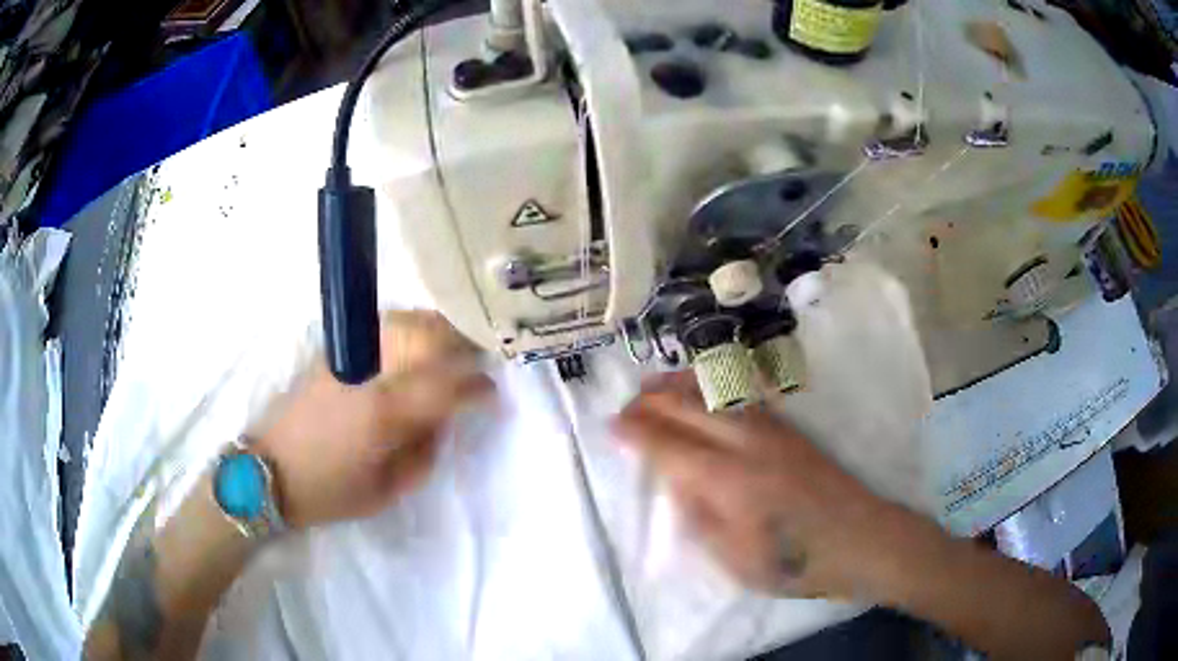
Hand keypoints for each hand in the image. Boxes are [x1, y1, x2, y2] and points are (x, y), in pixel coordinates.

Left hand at [256, 311, 493, 528]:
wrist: (268, 472)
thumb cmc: (328, 491)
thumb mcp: (385, 492)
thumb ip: (421, 455)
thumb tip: (439, 423)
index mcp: (385, 412)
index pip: (445, 386)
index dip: (475, 387)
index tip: (492, 392)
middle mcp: (370, 374)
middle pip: (427, 337)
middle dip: (461, 342)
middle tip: (480, 355)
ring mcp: (349, 358)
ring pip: (403, 322)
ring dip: (435, 327)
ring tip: (452, 341)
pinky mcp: (332, 355)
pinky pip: (380, 328)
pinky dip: (407, 327)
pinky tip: (415, 340)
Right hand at [613, 373, 929, 600]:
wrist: (860, 539)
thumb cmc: (796, 561)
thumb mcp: (735, 559)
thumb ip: (699, 517)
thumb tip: (675, 480)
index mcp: (729, 481)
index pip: (670, 446)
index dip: (638, 434)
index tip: (612, 426)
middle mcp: (747, 444)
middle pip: (690, 410)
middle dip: (652, 402)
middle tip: (625, 405)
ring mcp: (772, 431)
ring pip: (717, 394)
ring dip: (680, 385)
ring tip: (654, 382)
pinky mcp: (790, 429)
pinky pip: (742, 397)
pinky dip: (713, 387)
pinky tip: (704, 388)